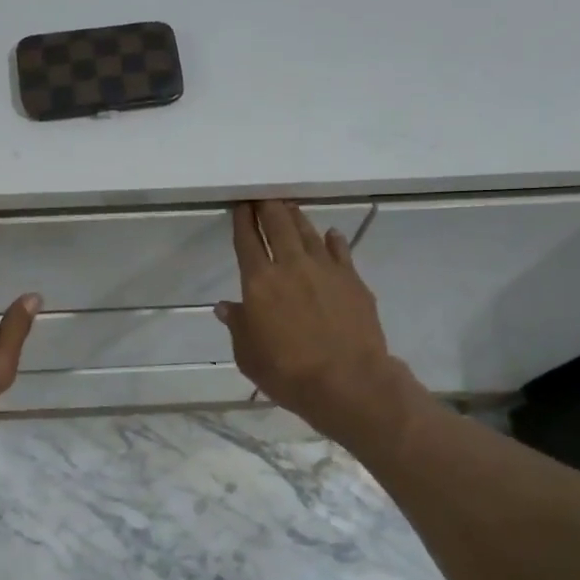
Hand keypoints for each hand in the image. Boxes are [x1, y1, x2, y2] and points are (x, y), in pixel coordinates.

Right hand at [218, 201, 417, 448]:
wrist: (347, 381)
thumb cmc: (287, 373)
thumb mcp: (248, 355)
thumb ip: (238, 326)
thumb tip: (227, 306)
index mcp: (259, 283)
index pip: (247, 241)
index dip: (243, 220)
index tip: (241, 205)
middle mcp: (291, 266)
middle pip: (278, 225)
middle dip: (268, 207)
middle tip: (264, 197)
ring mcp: (325, 270)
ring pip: (308, 232)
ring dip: (296, 218)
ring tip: (289, 208)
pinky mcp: (352, 280)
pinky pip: (340, 250)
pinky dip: (332, 240)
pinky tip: (329, 234)